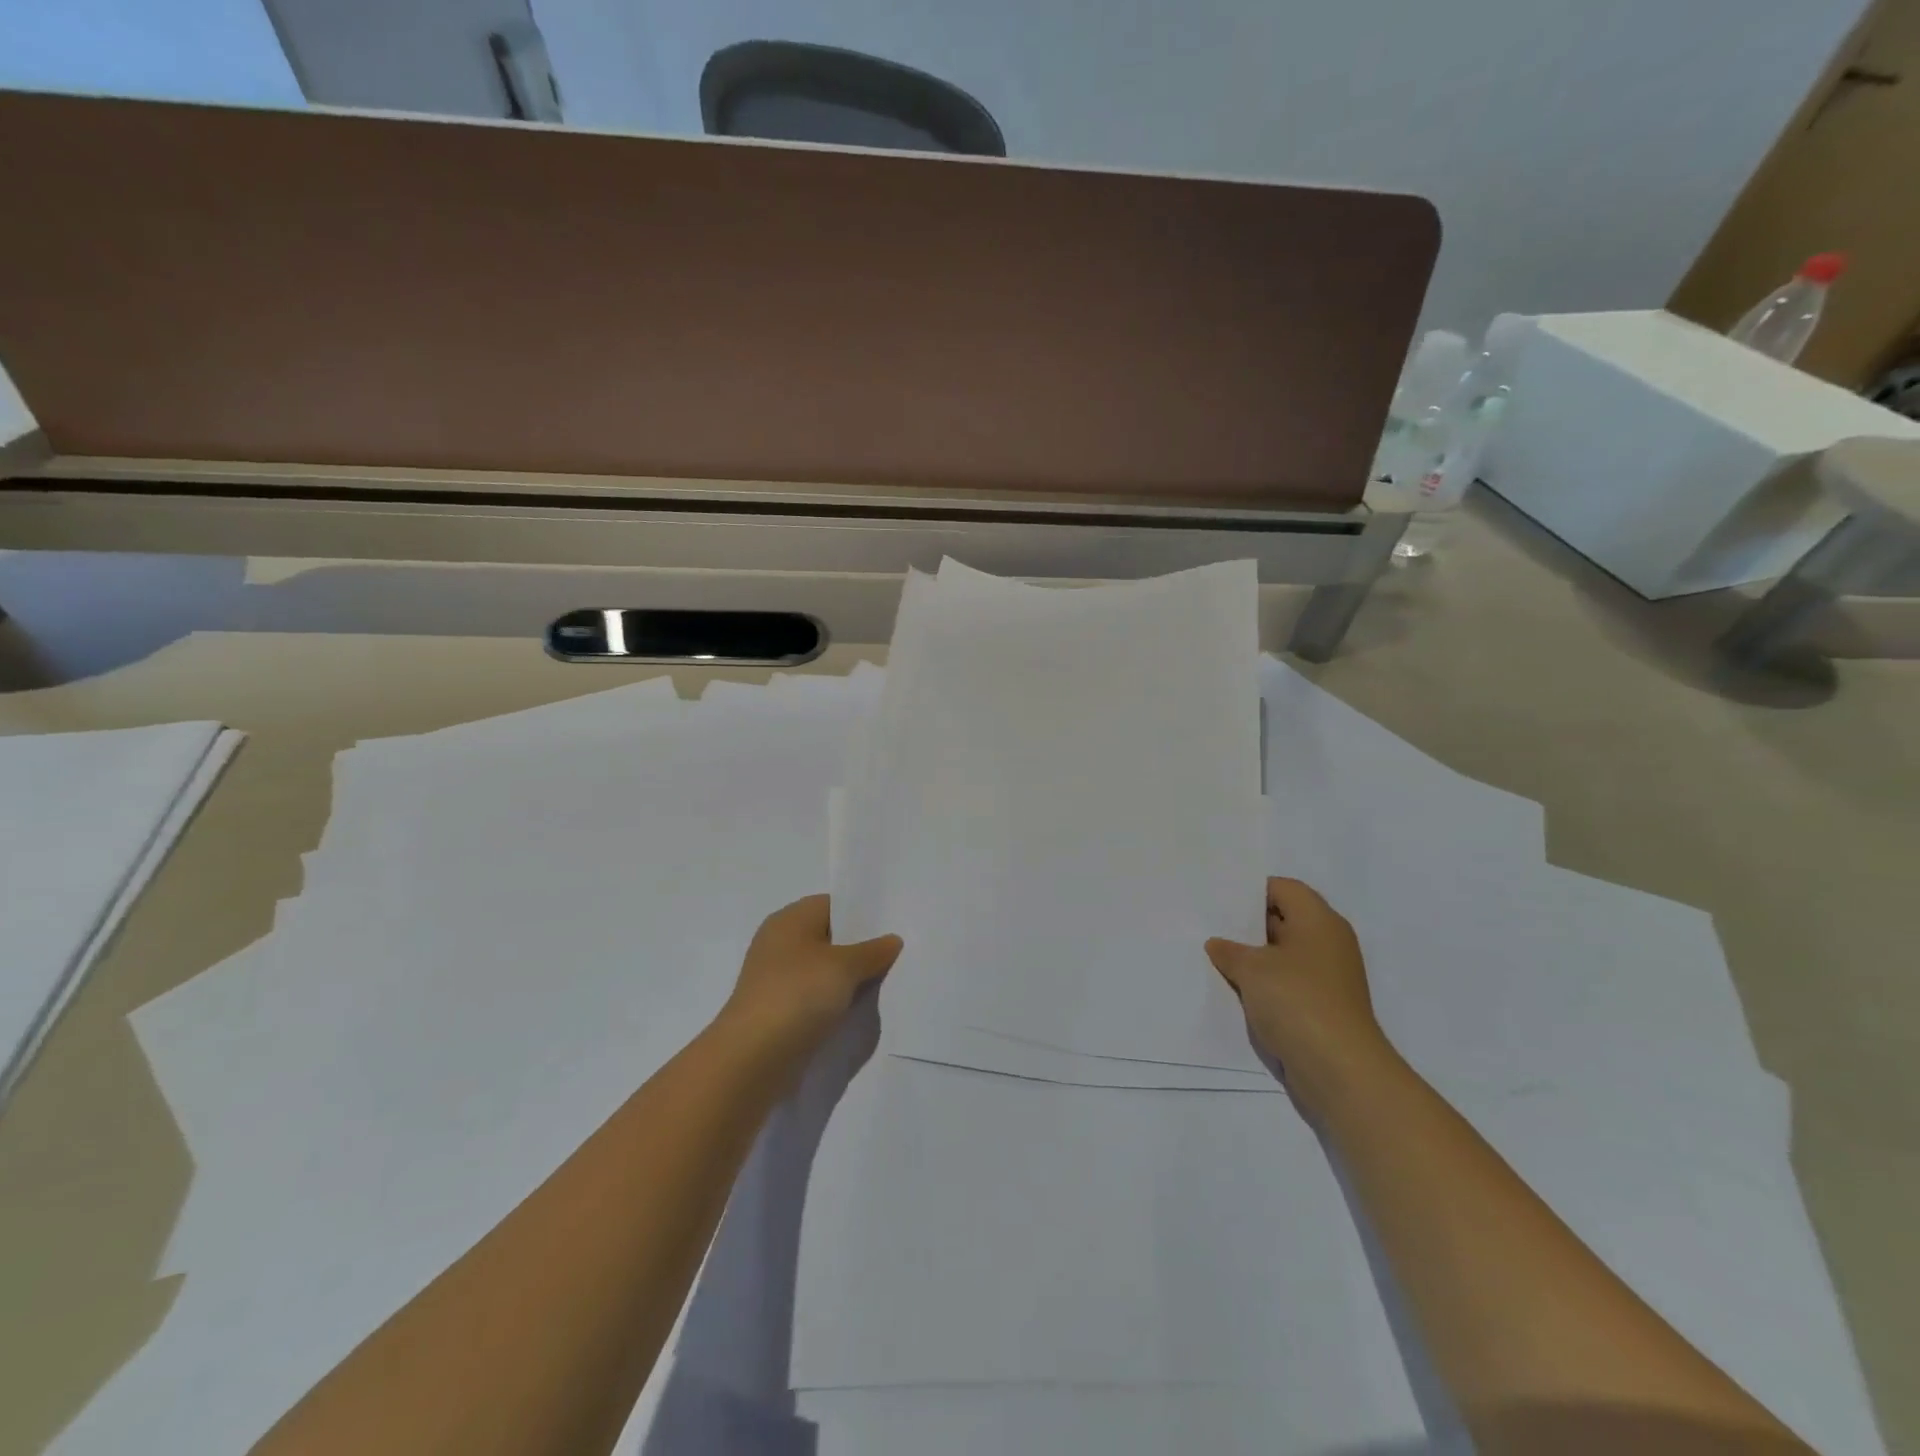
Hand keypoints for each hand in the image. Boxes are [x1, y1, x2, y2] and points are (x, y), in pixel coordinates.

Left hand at [717, 895, 902, 1067]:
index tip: (893, 925)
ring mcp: (778, 978)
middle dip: (860, 947)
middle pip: (830, 937)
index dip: (862, 913)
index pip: (833, 905)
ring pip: (824, 970)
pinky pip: (815, 996)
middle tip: (898, 954)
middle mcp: (780, 943)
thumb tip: (892, 940)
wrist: (753, 1057)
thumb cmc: (798, 995)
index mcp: (790, 920)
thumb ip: (872, 951)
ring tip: (886, 982)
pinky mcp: (780, 1010)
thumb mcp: (844, 967)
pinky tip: (859, 1009)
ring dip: (849, 978)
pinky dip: (835, 1001)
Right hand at [1206, 878, 1398, 1111]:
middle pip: (1284, 919)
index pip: (1283, 888)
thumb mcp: (1252, 968)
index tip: (1218, 899)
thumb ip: (1229, 950)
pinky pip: (1287, 983)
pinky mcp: (1322, 1007)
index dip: (1250, 890)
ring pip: (1283, 954)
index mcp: (1319, 921)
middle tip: (1209, 925)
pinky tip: (1235, 989)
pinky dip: (1265, 984)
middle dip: (1247, 924)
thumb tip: (1218, 944)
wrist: (1340, 1070)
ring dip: (1254, 957)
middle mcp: (1329, 943)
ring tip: (1214, 957)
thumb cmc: (1297, 1002)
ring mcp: (1328, 977)